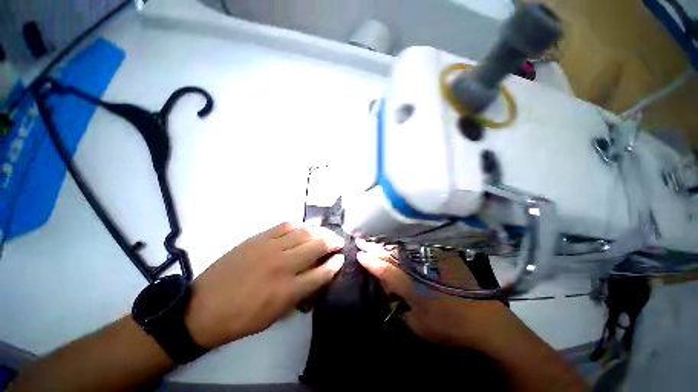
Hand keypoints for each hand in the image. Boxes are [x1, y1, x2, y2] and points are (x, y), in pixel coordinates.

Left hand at [185, 223, 344, 348]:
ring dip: (319, 231)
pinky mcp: (258, 238)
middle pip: (316, 246)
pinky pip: (285, 226)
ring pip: (303, 233)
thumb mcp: (276, 315)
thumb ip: (300, 294)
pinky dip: (299, 225)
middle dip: (332, 242)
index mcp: (287, 290)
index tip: (341, 258)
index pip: (321, 273)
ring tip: (326, 233)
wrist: (203, 307)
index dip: (335, 264)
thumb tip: (317, 276)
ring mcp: (269, 248)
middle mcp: (282, 265)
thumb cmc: (242, 318)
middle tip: (338, 241)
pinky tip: (304, 227)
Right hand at [356, 239, 512, 349]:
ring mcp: (431, 259)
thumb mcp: (419, 326)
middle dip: (374, 247)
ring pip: (402, 247)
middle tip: (360, 240)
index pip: (385, 269)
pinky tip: (394, 241)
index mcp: (412, 286)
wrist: (485, 320)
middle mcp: (420, 268)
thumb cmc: (449, 327)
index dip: (370, 261)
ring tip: (373, 239)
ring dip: (385, 243)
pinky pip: (416, 246)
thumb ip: (398, 308)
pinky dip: (402, 244)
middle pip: (391, 254)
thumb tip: (387, 290)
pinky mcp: (441, 256)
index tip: (358, 254)